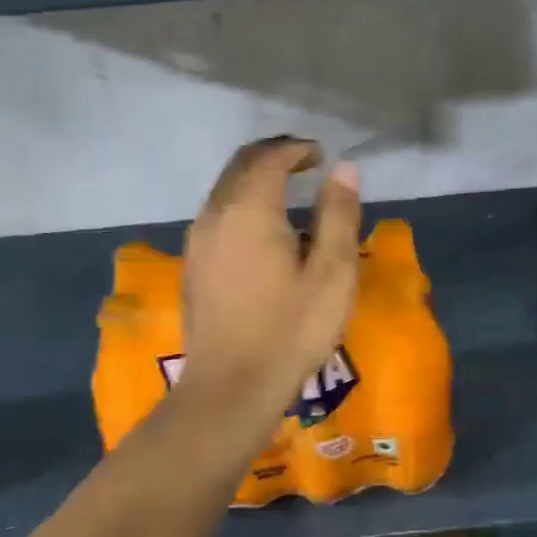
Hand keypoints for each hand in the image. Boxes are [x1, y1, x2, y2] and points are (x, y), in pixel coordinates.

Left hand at [180, 137, 360, 417]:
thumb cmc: (291, 330)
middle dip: (273, 156)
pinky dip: (241, 205)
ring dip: (254, 180)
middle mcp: (215, 214)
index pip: (269, 157)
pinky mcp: (192, 266)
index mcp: (249, 209)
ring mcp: (197, 241)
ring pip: (224, 190)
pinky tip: (262, 231)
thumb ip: (339, 215)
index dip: (296, 149)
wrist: (231, 387)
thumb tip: (344, 169)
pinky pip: (216, 215)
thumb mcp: (332, 273)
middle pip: (240, 166)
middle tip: (305, 164)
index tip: (322, 156)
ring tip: (288, 193)